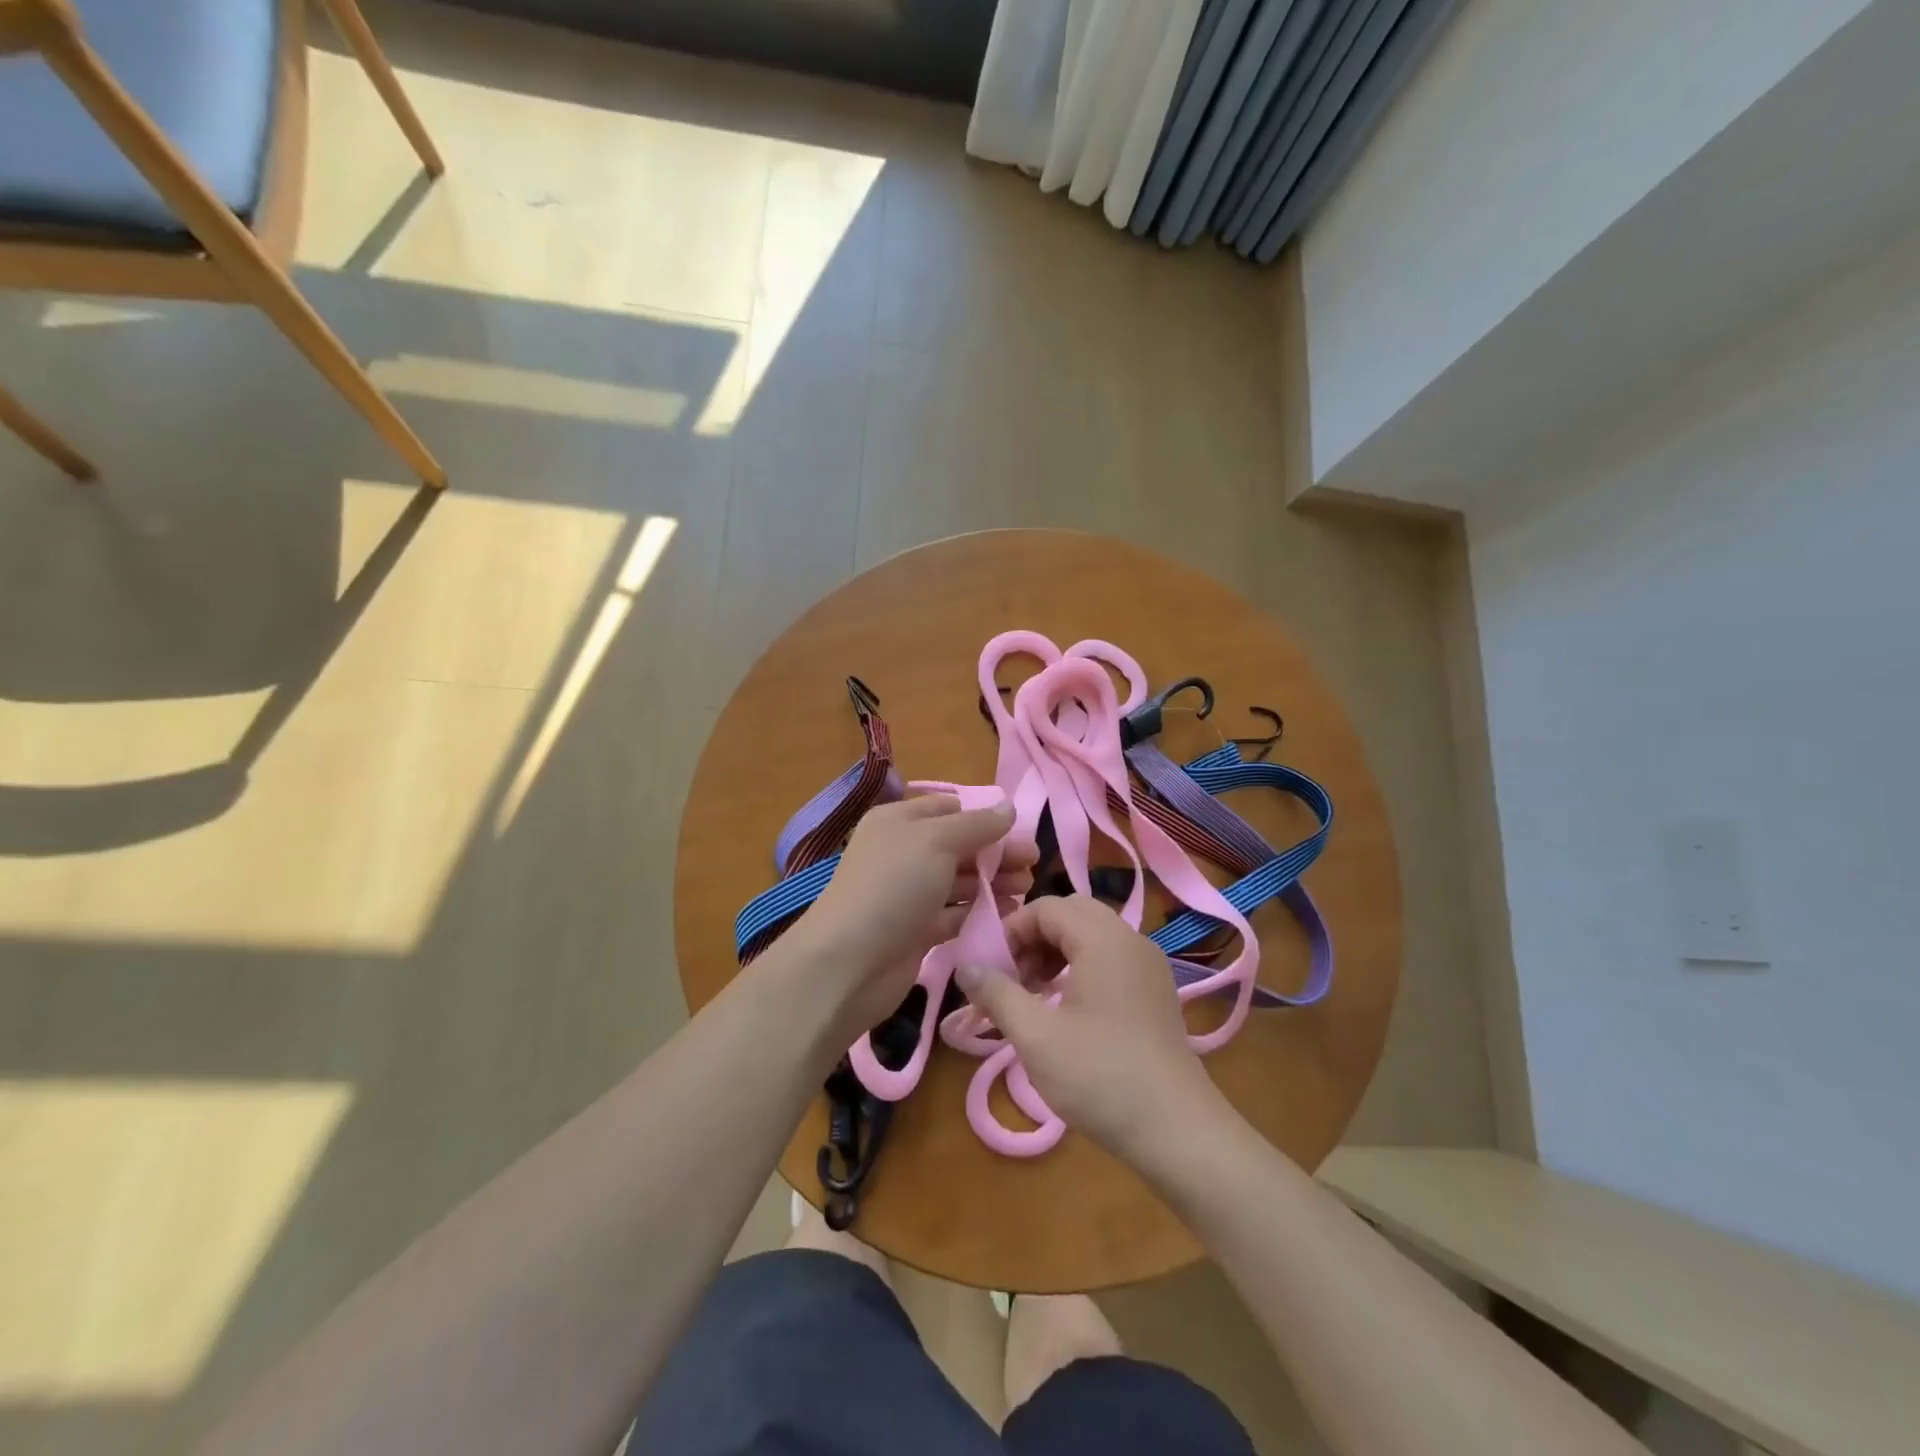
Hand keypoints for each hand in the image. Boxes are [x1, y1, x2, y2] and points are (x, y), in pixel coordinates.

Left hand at [788, 795, 1035, 1036]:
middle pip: (959, 845)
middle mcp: (903, 853)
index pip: (949, 809)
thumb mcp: (936, 841)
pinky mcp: (917, 930)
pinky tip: (1008, 913)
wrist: (849, 963)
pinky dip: (979, 911)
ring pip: (959, 880)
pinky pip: (955, 913)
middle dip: (996, 852)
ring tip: (1026, 888)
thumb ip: (977, 825)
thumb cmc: (893, 886)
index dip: (983, 817)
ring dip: (993, 882)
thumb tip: (1009, 807)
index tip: (1020, 830)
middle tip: (1033, 863)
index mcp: (899, 822)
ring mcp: (909, 894)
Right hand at [954, 895, 1224, 1159]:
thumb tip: (965, 967)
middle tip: (1013, 979)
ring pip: (1092, 935)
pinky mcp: (1156, 990)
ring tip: (1034, 995)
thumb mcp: (1036, 1036)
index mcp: (1102, 938)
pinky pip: (1111, 957)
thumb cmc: (1100, 1077)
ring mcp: (1148, 964)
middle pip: (1071, 914)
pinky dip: (1081, 967)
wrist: (1177, 1130)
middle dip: (1034, 938)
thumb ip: (997, 993)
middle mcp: (1130, 939)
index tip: (991, 971)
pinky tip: (1067, 1009)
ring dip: (1056, 952)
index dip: (1011, 931)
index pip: (1046, 907)